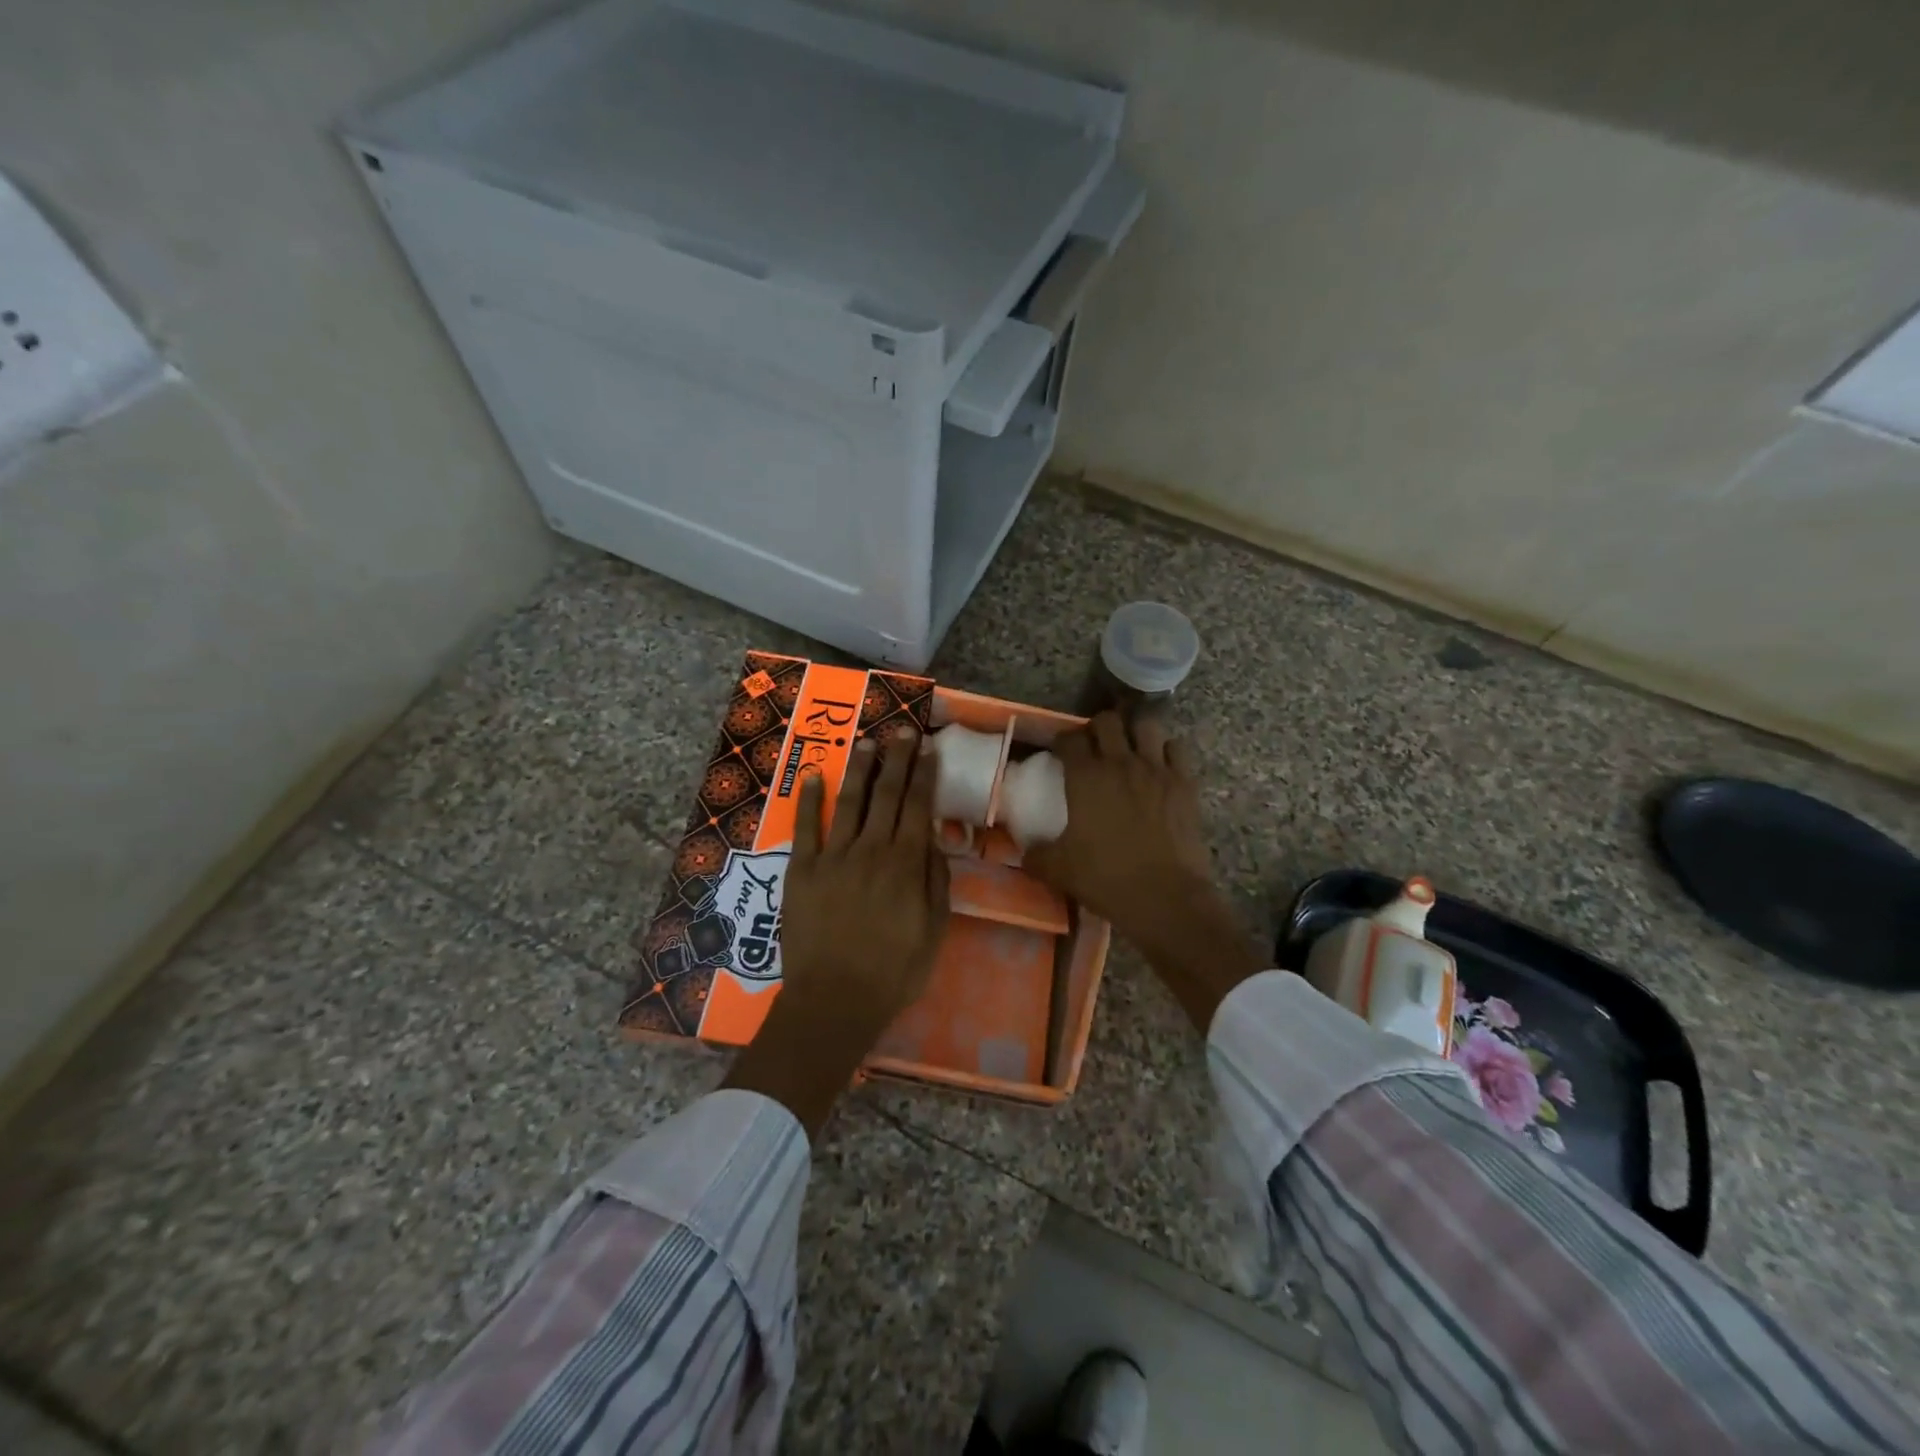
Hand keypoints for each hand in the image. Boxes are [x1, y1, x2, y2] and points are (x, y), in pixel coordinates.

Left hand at [721, 728, 948, 1135]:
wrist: (835, 1001)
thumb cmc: (894, 971)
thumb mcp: (934, 930)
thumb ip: (936, 880)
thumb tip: (934, 838)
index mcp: (906, 864)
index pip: (918, 806)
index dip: (924, 774)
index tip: (928, 748)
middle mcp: (871, 850)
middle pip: (886, 794)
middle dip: (897, 759)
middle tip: (902, 731)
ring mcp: (833, 857)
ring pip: (849, 802)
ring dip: (859, 769)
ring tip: (867, 743)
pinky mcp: (801, 870)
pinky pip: (806, 828)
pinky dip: (809, 800)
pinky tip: (812, 777)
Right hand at [1025, 712, 1263, 1029]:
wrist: (1165, 898)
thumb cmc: (1106, 879)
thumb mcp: (1058, 870)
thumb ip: (1036, 855)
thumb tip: (1025, 852)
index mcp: (1086, 777)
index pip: (1069, 739)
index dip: (1062, 741)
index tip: (1060, 751)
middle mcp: (1120, 762)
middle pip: (1107, 721)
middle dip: (1097, 728)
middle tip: (1094, 746)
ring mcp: (1156, 769)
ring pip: (1146, 725)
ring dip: (1134, 732)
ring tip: (1130, 748)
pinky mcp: (1184, 783)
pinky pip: (1176, 748)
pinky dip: (1166, 750)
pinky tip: (1160, 766)